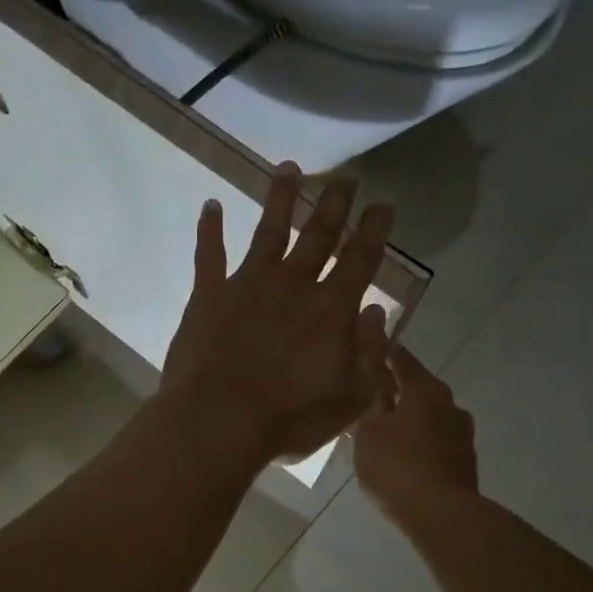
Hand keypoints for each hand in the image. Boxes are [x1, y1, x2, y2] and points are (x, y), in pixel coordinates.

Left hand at [160, 164, 394, 464]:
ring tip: (290, 169)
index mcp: (332, 309)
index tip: (383, 202)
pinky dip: (209, 229)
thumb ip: (371, 355)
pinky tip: (210, 206)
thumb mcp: (350, 400)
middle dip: (334, 203)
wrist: (219, 422)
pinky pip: (209, 254)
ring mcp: (248, 284)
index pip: (361, 259)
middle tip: (346, 177)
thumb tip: (377, 313)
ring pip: (269, 231)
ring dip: (281, 199)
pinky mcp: (209, 295)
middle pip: (319, 235)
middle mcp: (294, 285)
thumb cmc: (289, 419)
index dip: (375, 229)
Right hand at [354, 346, 478, 522]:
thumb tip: (376, 392)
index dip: (386, 352)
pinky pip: (434, 443)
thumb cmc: (398, 466)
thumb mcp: (368, 434)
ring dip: (408, 421)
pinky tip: (401, 457)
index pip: (403, 360)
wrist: (441, 515)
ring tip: (383, 432)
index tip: (374, 345)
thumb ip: (370, 409)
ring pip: (428, 419)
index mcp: (426, 390)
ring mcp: (462, 435)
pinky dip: (418, 444)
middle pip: (418, 390)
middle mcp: (450, 405)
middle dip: (396, 392)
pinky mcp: (464, 462)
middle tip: (371, 397)